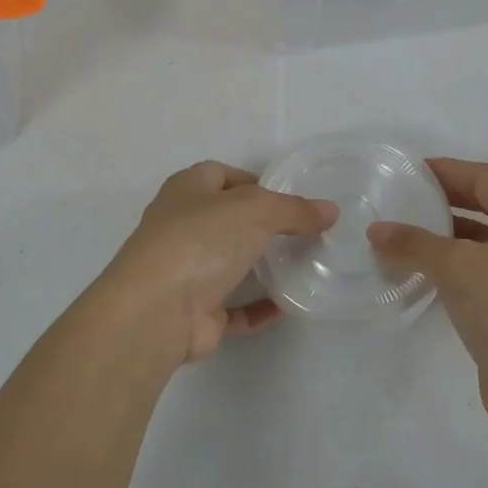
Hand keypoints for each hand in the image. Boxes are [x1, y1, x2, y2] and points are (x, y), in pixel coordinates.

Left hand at [93, 161, 336, 368]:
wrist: (158, 310)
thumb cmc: (202, 240)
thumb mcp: (256, 210)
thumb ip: (295, 210)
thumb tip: (330, 210)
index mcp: (186, 190)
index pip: (221, 175)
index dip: (254, 182)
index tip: (290, 198)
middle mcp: (181, 226)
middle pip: (227, 220)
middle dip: (262, 226)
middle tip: (305, 233)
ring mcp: (186, 271)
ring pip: (229, 264)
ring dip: (261, 267)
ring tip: (303, 266)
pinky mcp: (195, 312)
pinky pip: (233, 308)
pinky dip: (257, 308)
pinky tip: (286, 307)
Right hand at [368, 158, 487, 442]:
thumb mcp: (458, 267)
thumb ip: (415, 243)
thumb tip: (376, 230)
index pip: (485, 178)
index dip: (448, 169)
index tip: (410, 172)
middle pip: (484, 206)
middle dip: (444, 201)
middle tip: (401, 201)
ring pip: (478, 243)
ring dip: (443, 237)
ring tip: (401, 237)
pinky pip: (476, 276)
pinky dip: (448, 269)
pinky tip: (419, 277)